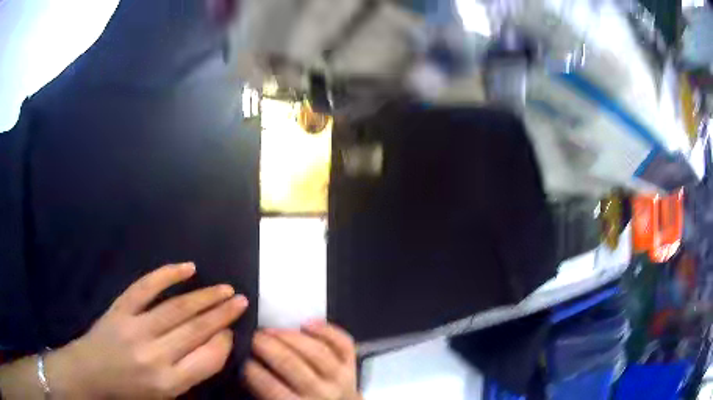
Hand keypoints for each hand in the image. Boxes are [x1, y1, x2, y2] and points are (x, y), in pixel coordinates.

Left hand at [48, 263, 247, 398]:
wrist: (92, 373)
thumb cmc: (131, 391)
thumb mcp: (165, 395)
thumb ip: (190, 373)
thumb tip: (213, 344)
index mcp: (169, 382)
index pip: (207, 359)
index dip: (224, 341)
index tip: (233, 330)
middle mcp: (155, 355)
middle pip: (195, 330)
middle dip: (222, 314)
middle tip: (241, 300)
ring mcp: (135, 328)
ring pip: (176, 308)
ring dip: (204, 297)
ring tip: (224, 288)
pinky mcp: (120, 309)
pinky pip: (145, 288)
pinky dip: (167, 275)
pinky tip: (187, 267)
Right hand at [244, 322, 361, 399]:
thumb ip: (266, 390)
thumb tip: (245, 365)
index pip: (273, 388)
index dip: (253, 370)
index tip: (242, 356)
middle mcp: (323, 393)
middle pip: (292, 365)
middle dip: (267, 346)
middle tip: (253, 336)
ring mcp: (341, 377)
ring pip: (316, 351)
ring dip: (290, 337)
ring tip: (271, 330)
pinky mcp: (352, 364)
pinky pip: (343, 343)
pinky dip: (326, 331)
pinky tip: (306, 323)